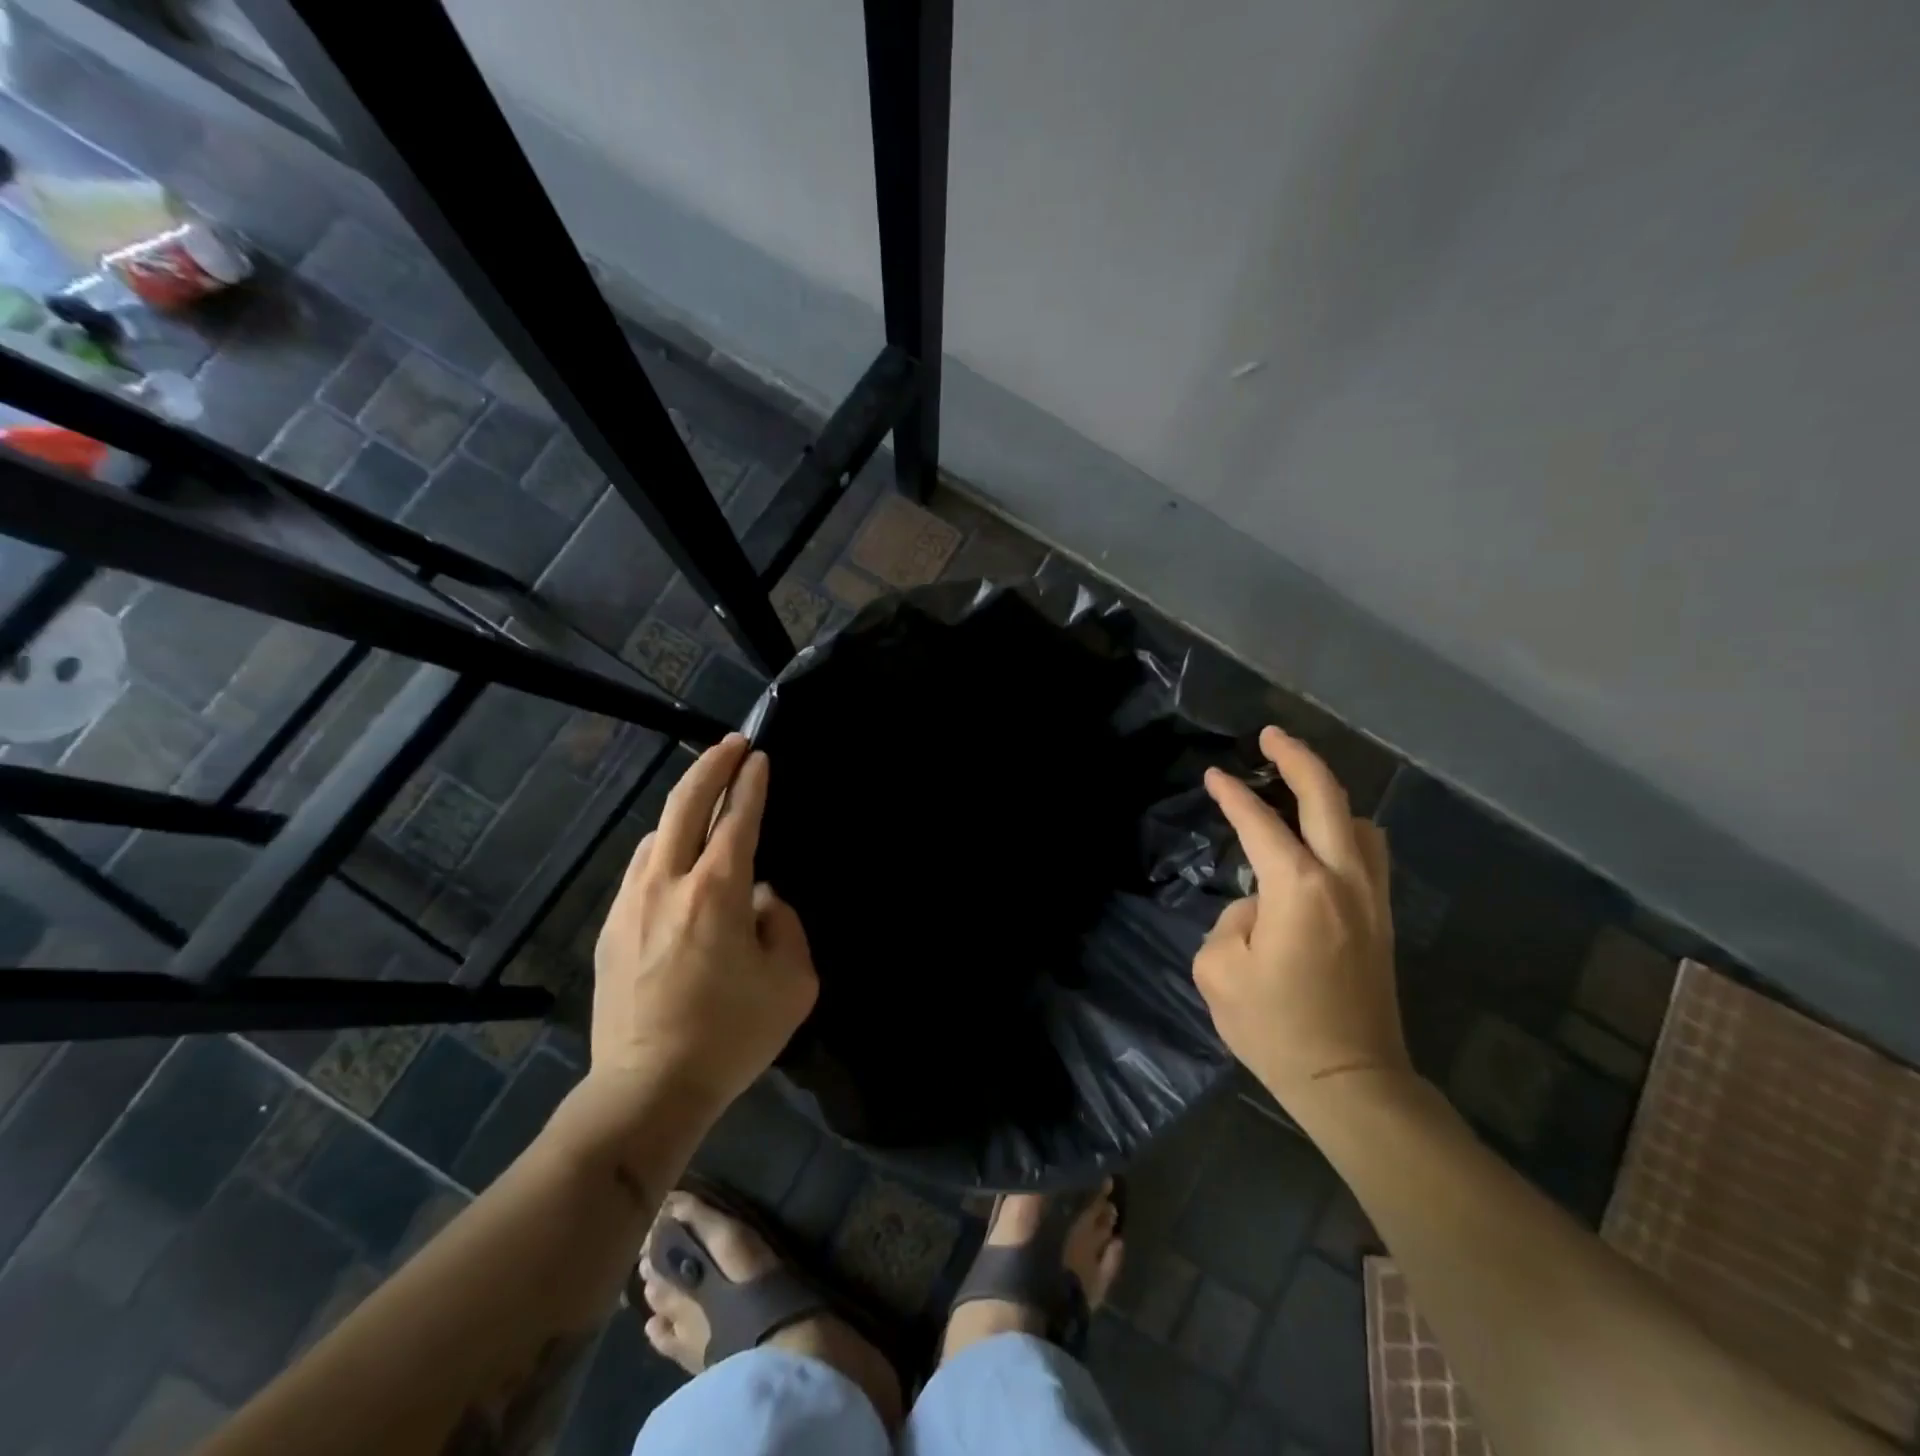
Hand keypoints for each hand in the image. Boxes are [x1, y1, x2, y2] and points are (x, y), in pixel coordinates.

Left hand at [591, 734, 817, 1114]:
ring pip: (658, 833)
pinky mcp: (611, 927)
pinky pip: (640, 868)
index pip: (738, 818)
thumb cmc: (732, 1035)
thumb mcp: (793, 982)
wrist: (647, 1088)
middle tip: (731, 743)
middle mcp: (669, 882)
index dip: (751, 783)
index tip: (759, 757)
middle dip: (711, 765)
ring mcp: (632, 902)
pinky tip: (674, 860)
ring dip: (684, 807)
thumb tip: (761, 898)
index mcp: (718, 890)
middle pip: (686, 803)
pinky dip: (664, 847)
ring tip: (706, 803)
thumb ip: (785, 924)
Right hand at [1194, 726, 1410, 1111]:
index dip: (1232, 795)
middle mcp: (1343, 879)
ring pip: (1361, 823)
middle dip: (1298, 758)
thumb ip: (1232, 919)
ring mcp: (1371, 899)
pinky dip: (1348, 831)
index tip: (1214, 776)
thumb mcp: (1219, 969)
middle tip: (1271, 736)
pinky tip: (1326, 843)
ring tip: (1298, 793)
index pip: (1260, 823)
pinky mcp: (1381, 921)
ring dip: (1330, 797)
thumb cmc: (1275, 1027)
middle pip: (1328, 798)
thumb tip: (1258, 906)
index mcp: (1298, 887)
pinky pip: (1370, 854)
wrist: (1350, 1081)